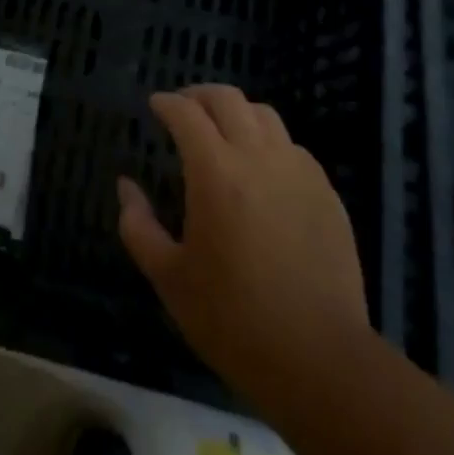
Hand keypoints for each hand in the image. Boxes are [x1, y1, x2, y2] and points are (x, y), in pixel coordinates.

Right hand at [116, 86, 369, 408]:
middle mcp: (258, 157)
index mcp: (215, 172)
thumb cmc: (233, 319)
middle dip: (199, 95)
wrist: (319, 359)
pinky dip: (269, 142)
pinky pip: (293, 147)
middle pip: (227, 99)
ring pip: (264, 115)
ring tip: (222, 131)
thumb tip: (127, 187)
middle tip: (184, 108)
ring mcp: (298, 172)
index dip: (166, 103)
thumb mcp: (169, 278)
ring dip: (237, 113)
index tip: (155, 105)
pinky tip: (262, 168)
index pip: (186, 113)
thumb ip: (138, 226)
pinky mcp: (326, 193)